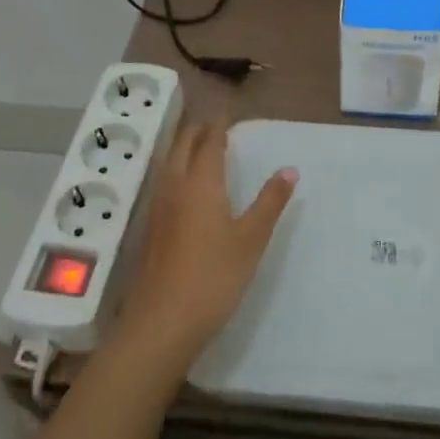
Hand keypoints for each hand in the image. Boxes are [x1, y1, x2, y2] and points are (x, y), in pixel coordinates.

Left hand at [116, 121, 297, 369]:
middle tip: (214, 125)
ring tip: (199, 148)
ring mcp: (157, 209)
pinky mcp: (150, 230)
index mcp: (200, 183)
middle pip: (182, 146)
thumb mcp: (251, 239)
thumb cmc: (213, 277)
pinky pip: (163, 184)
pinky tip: (183, 189)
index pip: (209, 142)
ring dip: (183, 149)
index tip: (228, 115)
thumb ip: (270, 202)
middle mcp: (174, 187)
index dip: (219, 126)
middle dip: (197, 131)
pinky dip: (176, 171)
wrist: (161, 323)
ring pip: (168, 164)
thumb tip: (289, 169)